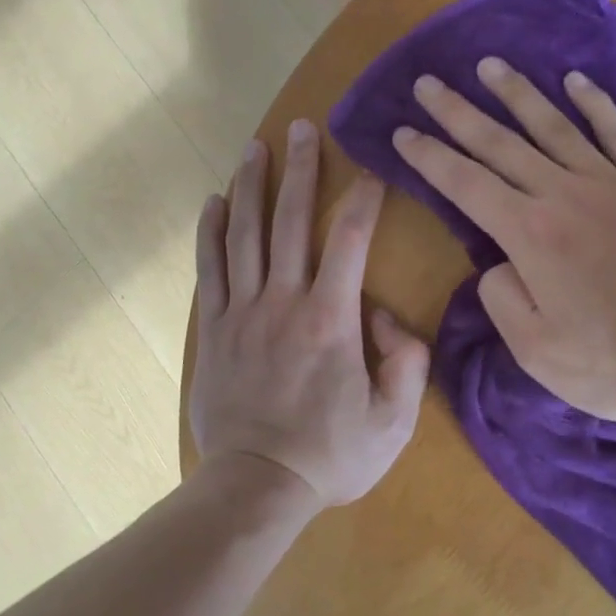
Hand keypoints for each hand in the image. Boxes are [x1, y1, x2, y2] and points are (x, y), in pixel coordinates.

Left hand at [191, 119, 429, 507]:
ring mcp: (242, 312)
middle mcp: (283, 301)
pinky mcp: (214, 329)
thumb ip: (405, 361)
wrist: (257, 486)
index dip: (363, 199)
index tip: (370, 169)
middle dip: (300, 170)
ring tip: (255, 147)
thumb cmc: (330, 455)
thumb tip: (385, 316)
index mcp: (331, 319)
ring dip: (251, 186)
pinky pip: (210, 270)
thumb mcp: (393, 420)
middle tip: (303, 128)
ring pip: (245, 235)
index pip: (351, 241)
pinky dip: (211, 232)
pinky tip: (214, 202)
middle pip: (291, 221)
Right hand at [393, 59, 615, 427]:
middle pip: (499, 144)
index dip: (429, 157)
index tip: (402, 132)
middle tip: (428, 83)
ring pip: (554, 126)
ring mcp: (613, 184)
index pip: (464, 184)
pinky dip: (596, 104)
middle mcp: (564, 195)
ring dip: (517, 94)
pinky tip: (576, 82)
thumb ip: (502, 301)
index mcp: (529, 235)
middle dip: (458, 112)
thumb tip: (499, 267)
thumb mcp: (536, 352)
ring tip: (490, 65)